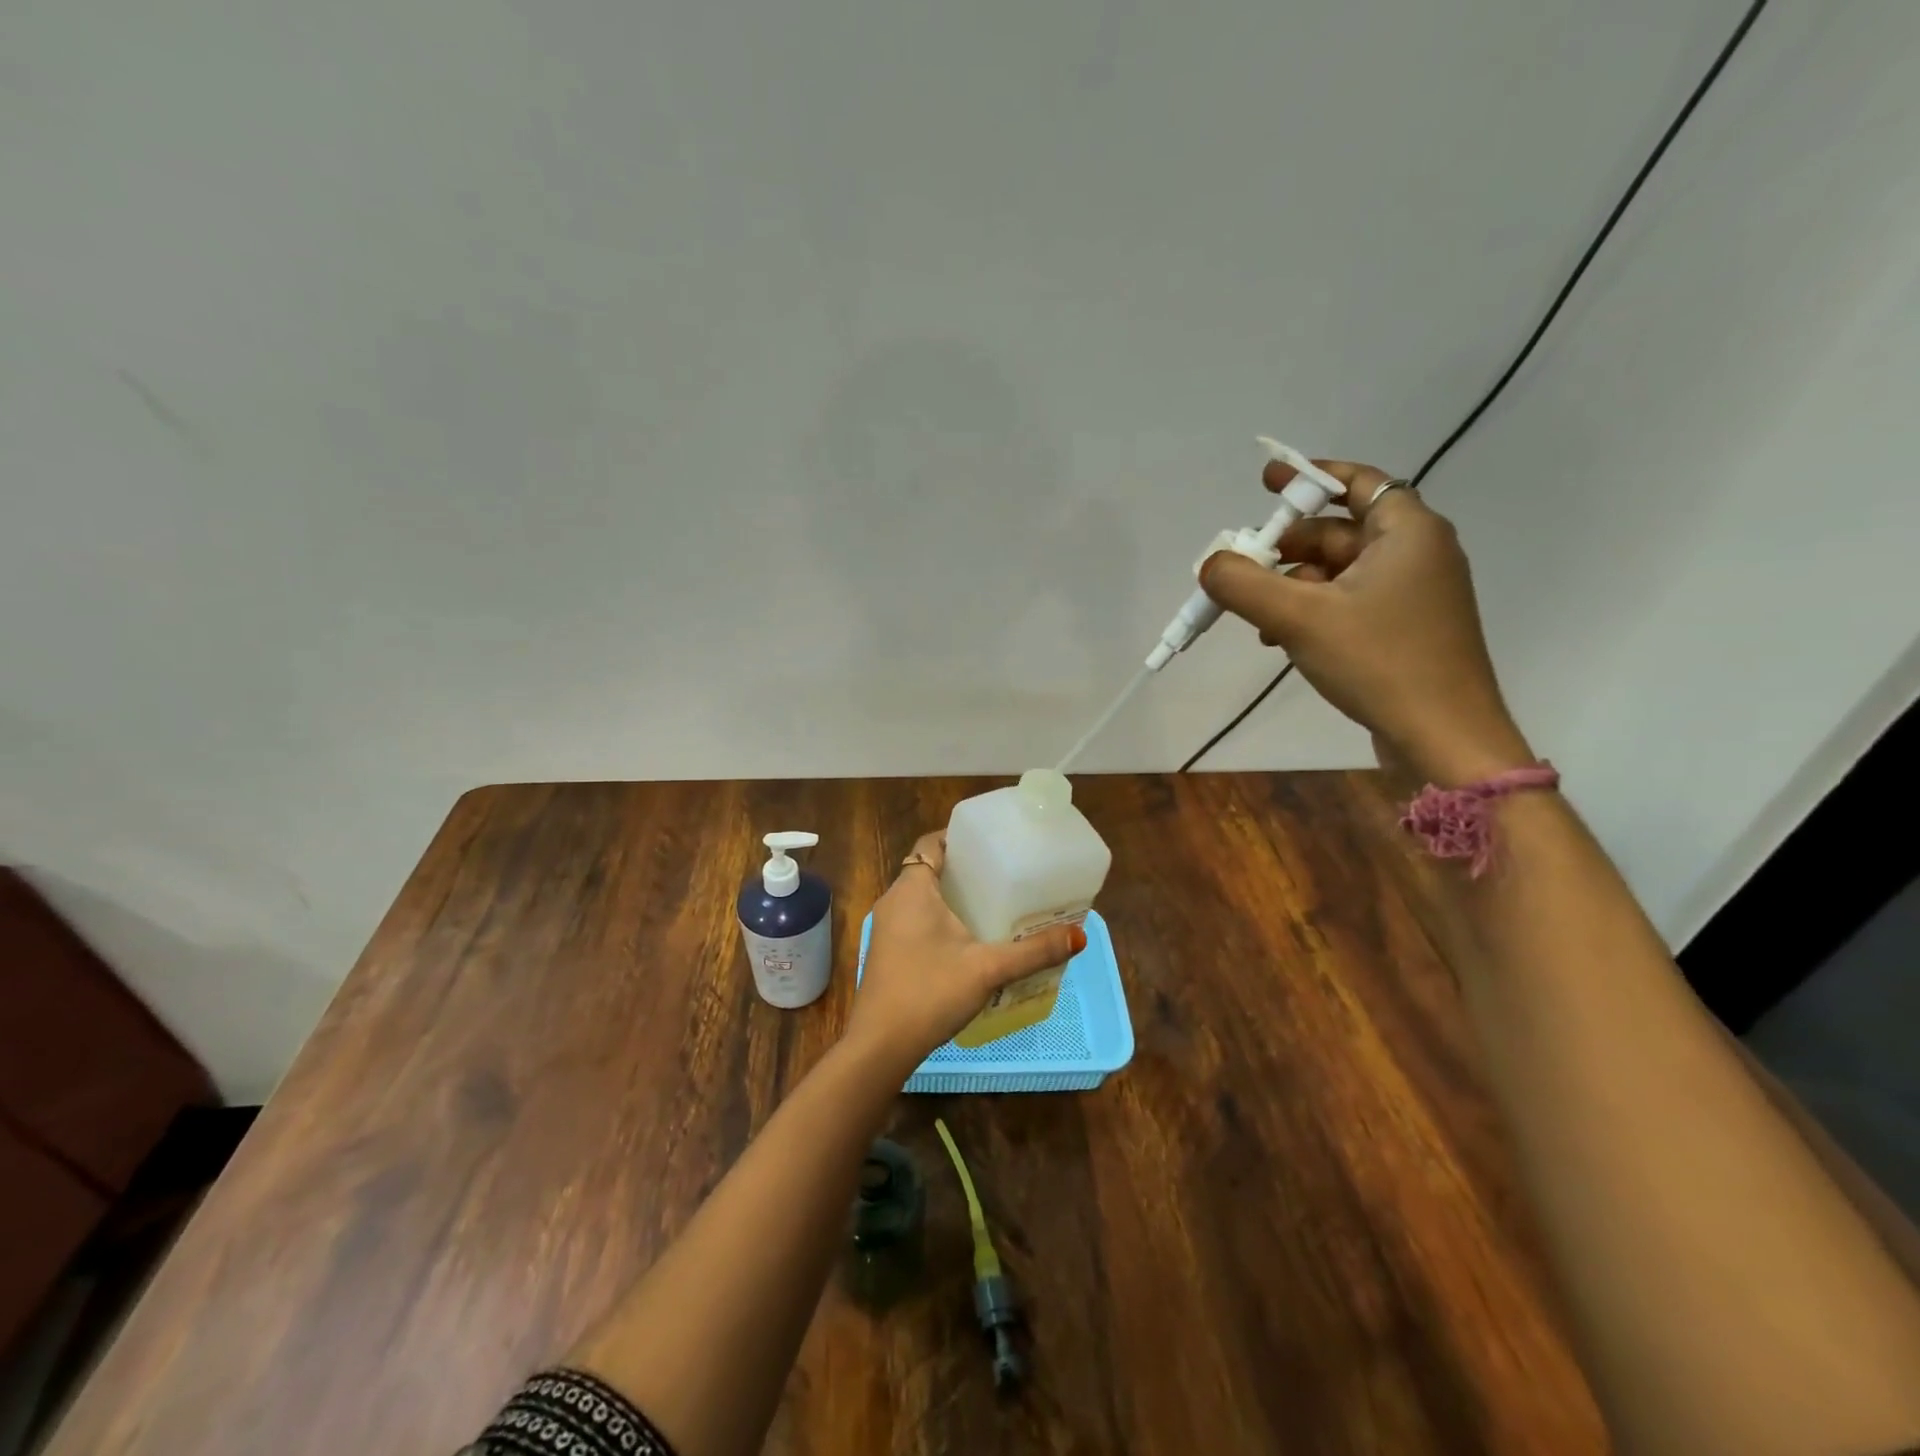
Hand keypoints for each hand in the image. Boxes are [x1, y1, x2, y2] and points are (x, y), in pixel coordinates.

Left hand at [848, 831, 1086, 1071]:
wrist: (881, 1045)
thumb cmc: (931, 992)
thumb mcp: (988, 969)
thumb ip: (1033, 951)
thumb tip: (1079, 936)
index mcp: (912, 889)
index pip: (932, 843)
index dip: (959, 838)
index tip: (991, 843)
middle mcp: (894, 900)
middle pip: (929, 868)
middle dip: (963, 869)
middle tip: (1002, 873)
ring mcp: (887, 928)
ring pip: (921, 897)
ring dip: (951, 896)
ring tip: (992, 903)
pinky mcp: (887, 951)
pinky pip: (915, 919)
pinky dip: (939, 918)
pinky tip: (967, 939)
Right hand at [1200, 460, 1532, 785]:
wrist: (1443, 738)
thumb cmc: (1379, 662)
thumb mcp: (1299, 617)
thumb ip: (1244, 585)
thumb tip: (1209, 565)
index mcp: (1407, 532)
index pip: (1358, 483)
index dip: (1309, 478)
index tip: (1266, 482)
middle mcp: (1417, 554)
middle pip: (1340, 532)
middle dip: (1287, 548)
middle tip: (1243, 564)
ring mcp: (1413, 596)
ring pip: (1339, 573)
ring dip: (1292, 586)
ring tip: (1256, 616)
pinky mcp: (1406, 631)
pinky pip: (1349, 604)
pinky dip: (1312, 612)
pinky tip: (1281, 639)